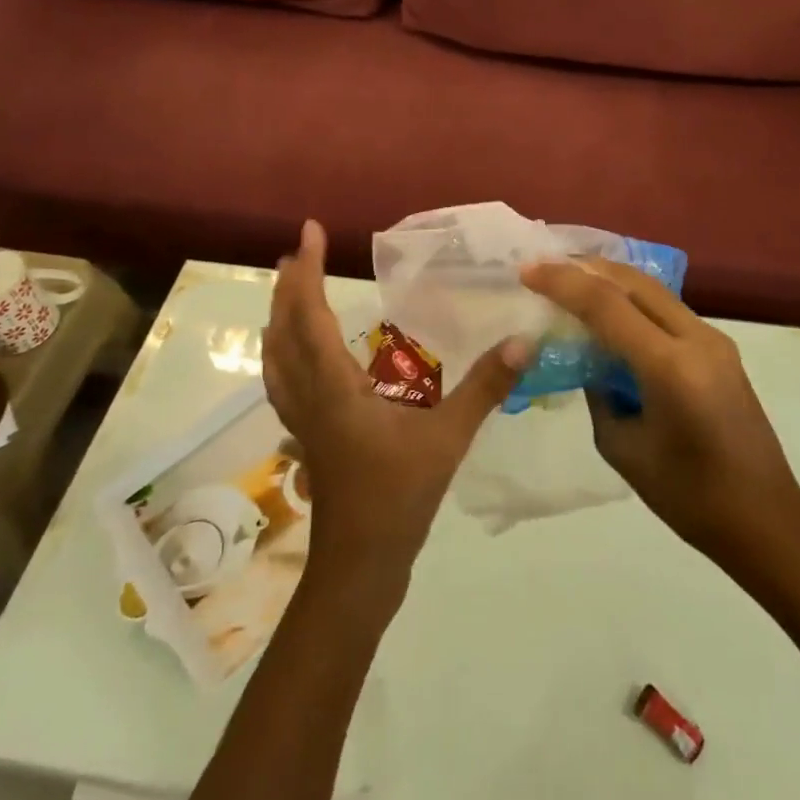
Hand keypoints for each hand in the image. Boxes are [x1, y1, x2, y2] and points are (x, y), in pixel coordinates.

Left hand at [263, 221, 528, 598]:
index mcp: (334, 386)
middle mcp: (308, 395)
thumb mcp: (447, 439)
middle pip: (283, 330)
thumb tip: (522, 340)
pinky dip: (284, 351)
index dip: (309, 271)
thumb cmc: (397, 498)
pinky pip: (284, 380)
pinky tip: (302, 355)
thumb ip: (484, 388)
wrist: (359, 567)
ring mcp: (302, 418)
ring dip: (281, 316)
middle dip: (289, 285)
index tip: (309, 232)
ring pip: (276, 356)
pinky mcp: (307, 436)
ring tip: (292, 289)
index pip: (310, 316)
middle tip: (302, 250)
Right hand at [519, 259, 799, 571]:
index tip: (528, 271)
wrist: (766, 520)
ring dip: (611, 280)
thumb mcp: (623, 447)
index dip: (563, 283)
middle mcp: (697, 339)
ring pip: (653, 290)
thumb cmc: (689, 498)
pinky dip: (633, 301)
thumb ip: (599, 392)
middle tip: (546, 265)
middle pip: (634, 283)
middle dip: (586, 269)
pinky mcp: (720, 349)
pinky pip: (667, 310)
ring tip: (571, 278)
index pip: (607, 306)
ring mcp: (714, 340)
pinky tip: (610, 309)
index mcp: (670, 367)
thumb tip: (588, 359)